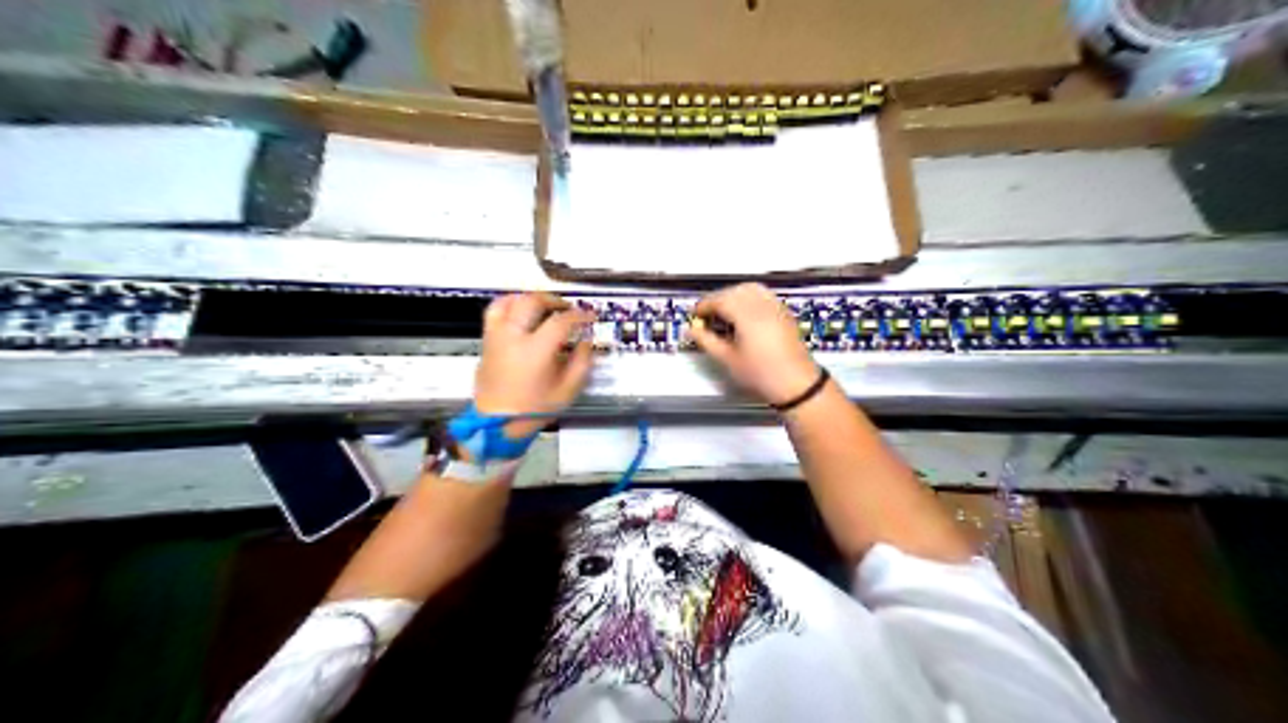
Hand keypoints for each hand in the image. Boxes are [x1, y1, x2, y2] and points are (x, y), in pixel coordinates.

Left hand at [472, 291, 592, 436]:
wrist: (497, 423)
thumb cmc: (534, 408)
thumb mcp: (567, 390)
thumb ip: (581, 363)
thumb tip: (586, 342)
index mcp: (535, 350)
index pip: (561, 321)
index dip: (579, 316)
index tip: (590, 318)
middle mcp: (513, 336)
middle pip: (533, 302)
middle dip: (555, 301)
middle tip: (568, 310)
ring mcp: (497, 336)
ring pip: (511, 301)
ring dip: (531, 298)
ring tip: (544, 306)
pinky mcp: (487, 340)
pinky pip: (495, 311)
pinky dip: (509, 303)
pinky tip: (520, 309)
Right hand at [688, 282, 819, 405]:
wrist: (797, 384)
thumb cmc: (761, 374)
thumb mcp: (728, 360)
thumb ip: (707, 341)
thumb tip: (692, 330)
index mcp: (746, 315)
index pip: (720, 300)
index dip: (704, 305)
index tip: (695, 315)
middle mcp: (762, 305)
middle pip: (734, 291)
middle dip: (718, 299)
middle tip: (707, 315)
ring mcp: (775, 307)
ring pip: (750, 289)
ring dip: (734, 295)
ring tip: (725, 312)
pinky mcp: (784, 312)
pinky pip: (763, 295)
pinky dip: (749, 297)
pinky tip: (744, 314)